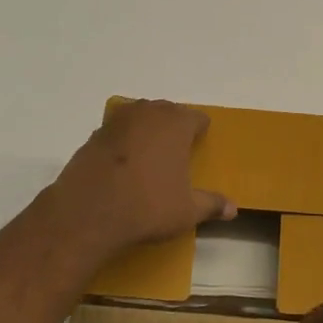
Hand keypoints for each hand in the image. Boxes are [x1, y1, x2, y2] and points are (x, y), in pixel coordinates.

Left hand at [41, 99, 232, 258]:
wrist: (88, 212)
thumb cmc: (147, 206)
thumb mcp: (186, 211)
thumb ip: (211, 205)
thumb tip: (234, 209)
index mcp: (176, 124)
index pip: (197, 117)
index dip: (200, 131)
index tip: (199, 146)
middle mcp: (149, 113)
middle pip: (167, 111)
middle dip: (173, 127)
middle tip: (176, 152)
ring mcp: (118, 121)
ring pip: (140, 116)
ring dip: (146, 129)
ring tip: (148, 155)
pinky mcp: (94, 134)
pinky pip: (117, 131)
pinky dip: (122, 141)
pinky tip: (121, 165)